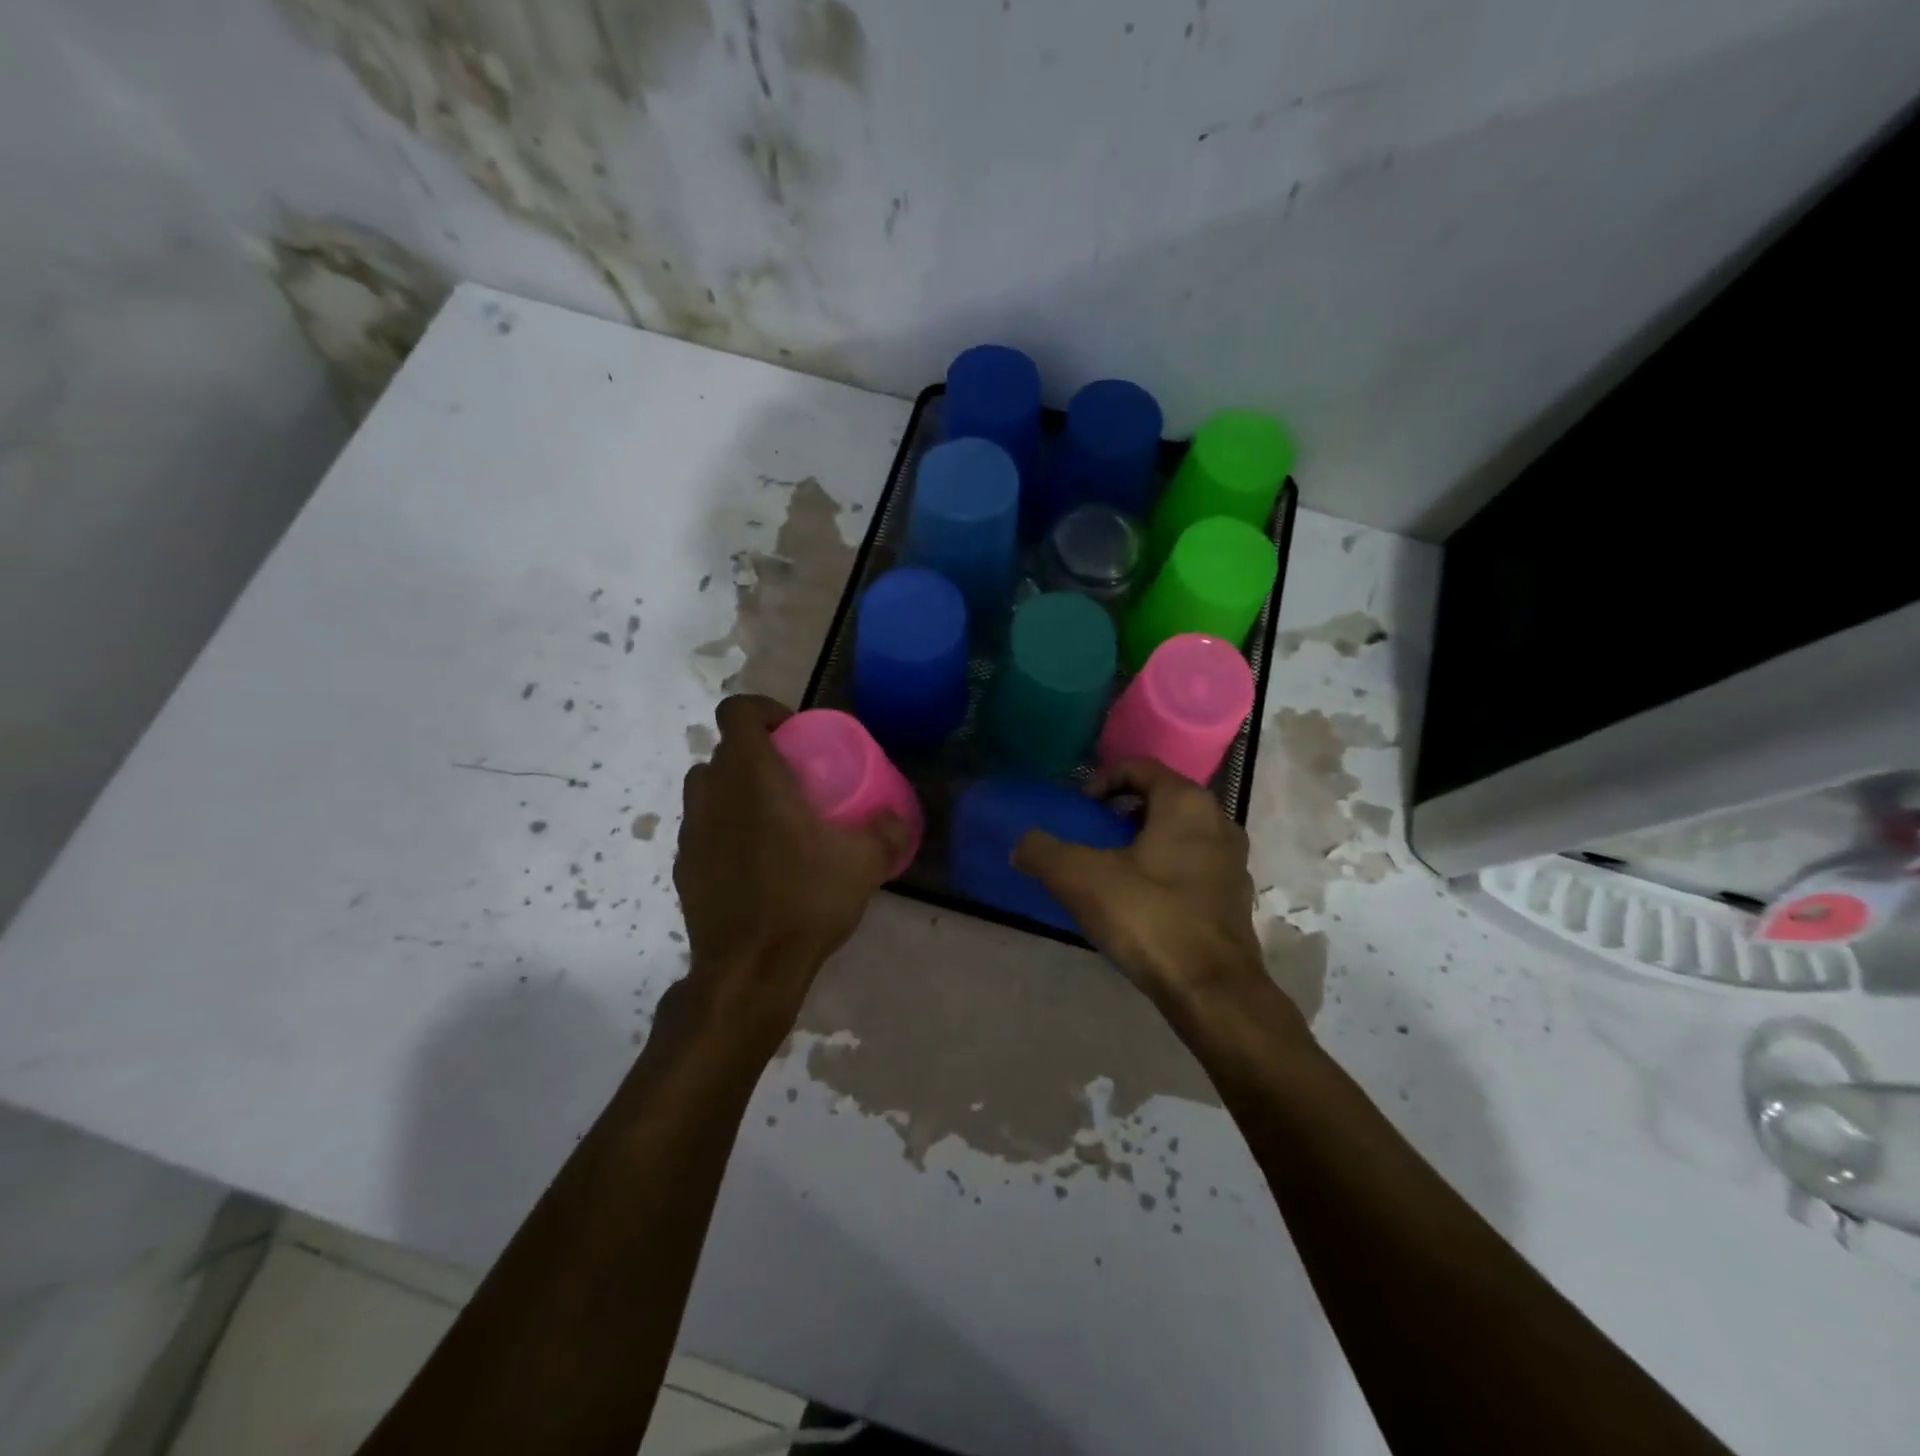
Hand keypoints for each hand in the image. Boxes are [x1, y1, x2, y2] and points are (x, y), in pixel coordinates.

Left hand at [674, 695, 909, 1028]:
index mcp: (751, 777)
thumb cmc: (805, 901)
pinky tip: (755, 863)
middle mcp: (712, 794)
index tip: (793, 732)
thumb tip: (895, 818)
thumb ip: (886, 831)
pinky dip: (725, 830)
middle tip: (792, 779)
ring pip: (707, 789)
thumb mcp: (863, 864)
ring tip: (772, 819)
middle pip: (723, 751)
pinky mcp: (683, 867)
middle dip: (755, 754)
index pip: (737, 711)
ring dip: (736, 790)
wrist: (749, 970)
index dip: (764, 709)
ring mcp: (691, 832)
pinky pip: (703, 829)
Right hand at [1012, 759, 1268, 1013]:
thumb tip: (1021, 845)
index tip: (1080, 809)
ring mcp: (1233, 861)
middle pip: (1161, 799)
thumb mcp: (1081, 879)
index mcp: (1186, 803)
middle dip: (1122, 813)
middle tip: (1092, 837)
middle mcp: (1218, 822)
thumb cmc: (1148, 917)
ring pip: (1180, 834)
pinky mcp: (1236, 898)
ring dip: (1145, 842)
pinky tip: (1142, 903)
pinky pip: (1194, 867)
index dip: (1102, 781)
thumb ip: (1043, 852)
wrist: (1212, 990)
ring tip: (1113, 871)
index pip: (1140, 767)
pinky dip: (1166, 871)